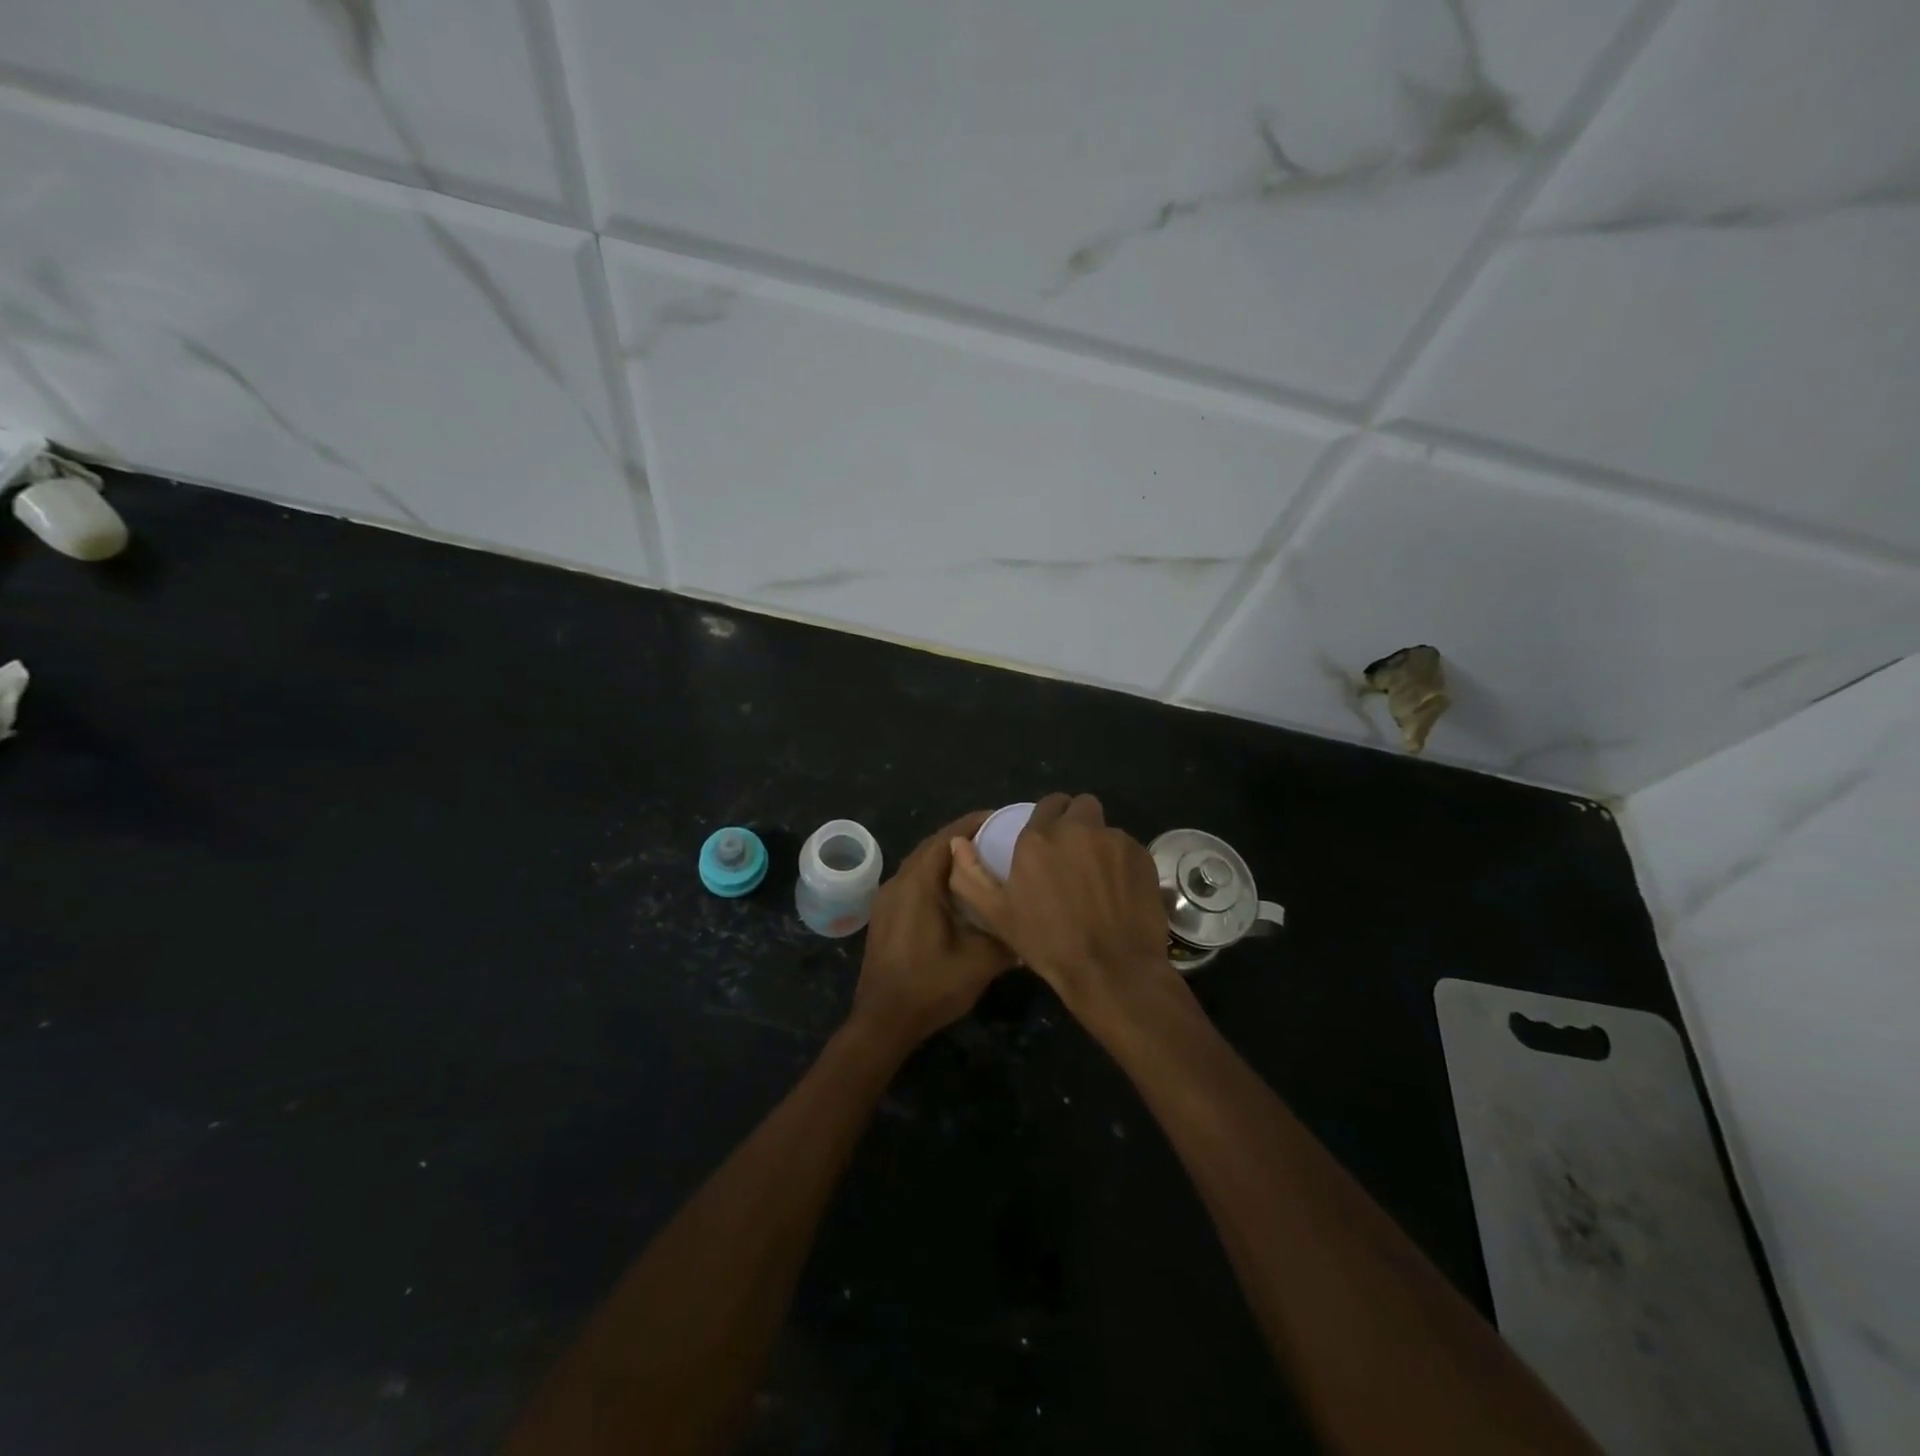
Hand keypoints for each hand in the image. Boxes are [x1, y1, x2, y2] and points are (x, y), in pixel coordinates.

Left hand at [849, 812, 1017, 1049]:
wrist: (882, 1020)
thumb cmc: (930, 986)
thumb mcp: (980, 962)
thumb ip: (1007, 936)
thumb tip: (1029, 922)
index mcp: (919, 883)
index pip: (948, 836)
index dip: (975, 823)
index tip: (1003, 819)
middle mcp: (899, 881)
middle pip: (933, 846)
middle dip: (964, 837)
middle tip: (998, 838)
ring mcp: (887, 897)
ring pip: (921, 863)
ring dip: (948, 857)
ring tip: (982, 860)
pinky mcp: (885, 914)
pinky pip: (913, 881)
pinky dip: (935, 875)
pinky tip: (957, 892)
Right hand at [947, 793, 1176, 1020]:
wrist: (1111, 970)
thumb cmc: (1048, 944)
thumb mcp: (997, 915)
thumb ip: (971, 875)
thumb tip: (958, 843)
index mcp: (1039, 839)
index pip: (1048, 803)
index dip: (1049, 819)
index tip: (1049, 842)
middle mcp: (1078, 829)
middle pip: (1081, 805)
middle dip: (1077, 821)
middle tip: (1073, 853)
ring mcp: (1114, 840)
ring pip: (1106, 827)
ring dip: (1099, 843)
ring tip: (1097, 878)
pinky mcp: (1142, 856)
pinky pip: (1128, 848)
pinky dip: (1122, 862)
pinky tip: (1119, 891)